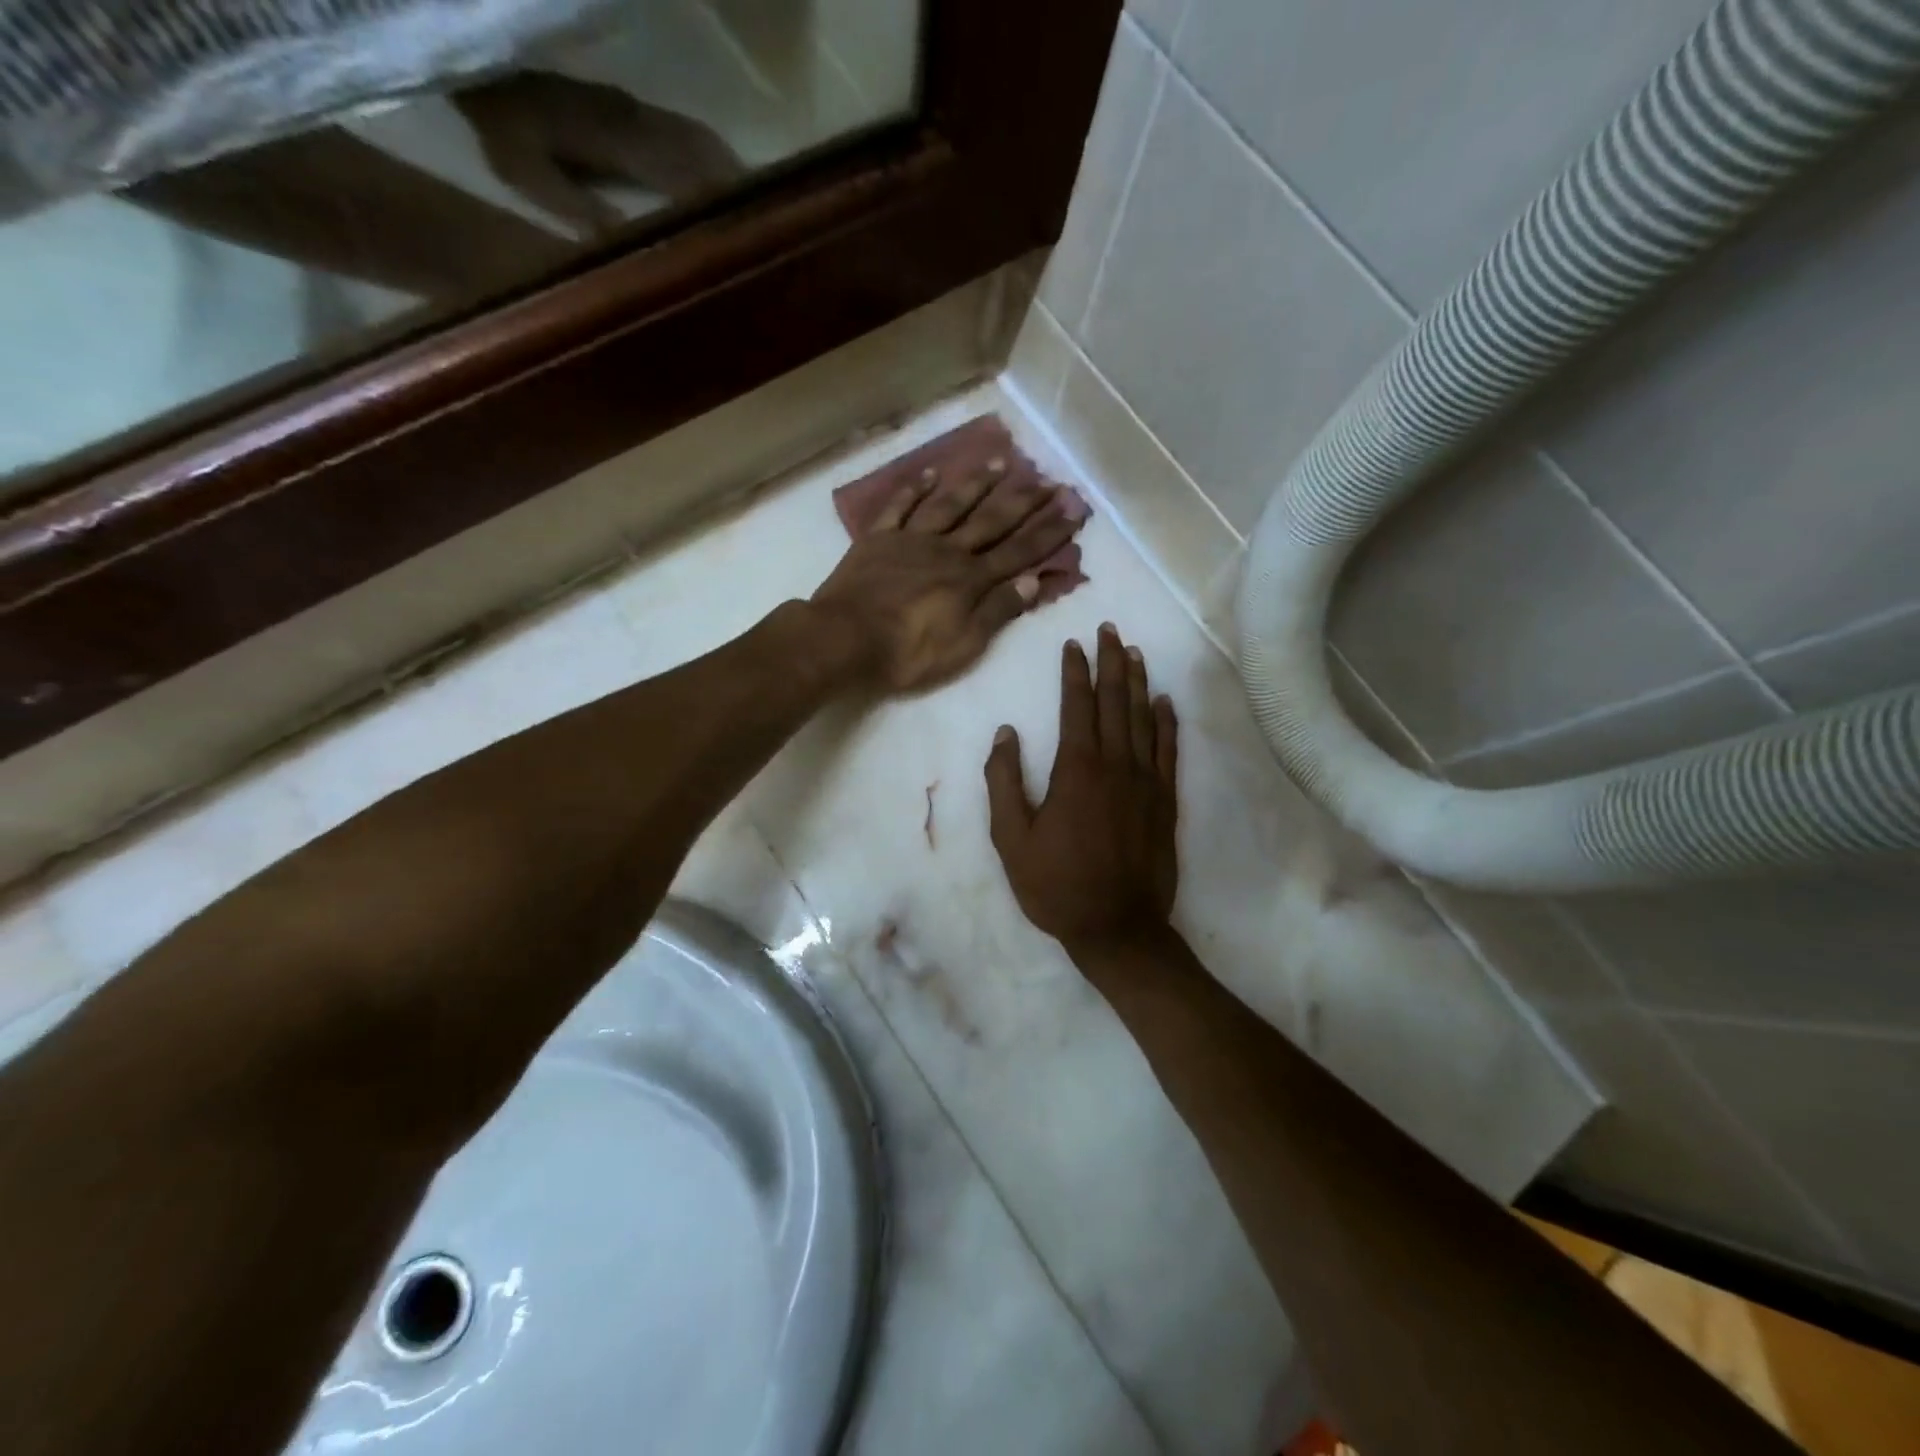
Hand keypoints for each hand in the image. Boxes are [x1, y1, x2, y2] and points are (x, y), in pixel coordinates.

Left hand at [456, 71, 746, 236]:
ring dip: (732, 175)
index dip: (720, 201)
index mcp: (618, 138)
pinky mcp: (636, 111)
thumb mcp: (526, 173)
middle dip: (740, 190)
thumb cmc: (504, 127)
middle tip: (773, 229)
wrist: (482, 70)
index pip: (682, 170)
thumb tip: (633, 242)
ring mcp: (639, 111)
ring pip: (701, 141)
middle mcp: (637, 120)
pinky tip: (728, 183)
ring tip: (761, 213)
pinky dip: (715, 161)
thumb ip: (578, 207)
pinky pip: (688, 135)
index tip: (751, 232)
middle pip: (703, 153)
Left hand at [809, 460, 1088, 693]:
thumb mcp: (964, 643)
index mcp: (971, 580)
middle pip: (992, 522)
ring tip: (1001, 462)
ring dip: (977, 484)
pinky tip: (930, 473)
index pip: (1019, 552)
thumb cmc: (908, 652)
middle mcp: (948, 551)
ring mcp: (912, 541)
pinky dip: (914, 489)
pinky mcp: (878, 540)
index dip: (1049, 531)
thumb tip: (1035, 580)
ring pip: (951, 505)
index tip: (1073, 507)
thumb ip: (998, 611)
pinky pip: (899, 507)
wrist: (845, 639)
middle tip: (1049, 479)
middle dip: (1024, 502)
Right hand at [985, 625, 1179, 957]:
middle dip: (1110, 661)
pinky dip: (1167, 722)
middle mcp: (1116, 764)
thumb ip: (1004, 782)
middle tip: (1109, 630)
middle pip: (1114, 700)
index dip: (1075, 671)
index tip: (1074, 644)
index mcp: (1076, 769)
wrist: (1118, 927)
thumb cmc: (1056, 885)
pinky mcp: (1165, 800)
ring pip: (1143, 718)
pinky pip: (1169, 750)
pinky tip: (1165, 701)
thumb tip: (1006, 733)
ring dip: (1138, 682)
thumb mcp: (1011, 839)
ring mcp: (1146, 781)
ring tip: (1134, 652)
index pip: (1077, 705)